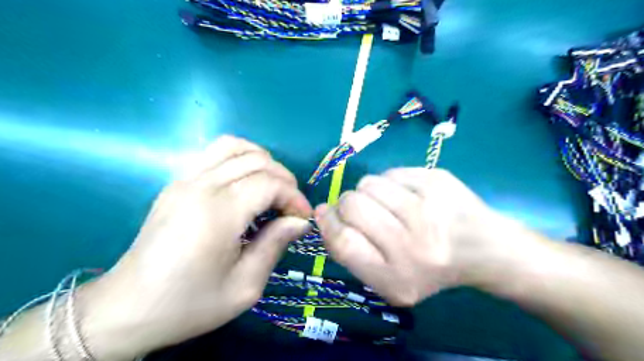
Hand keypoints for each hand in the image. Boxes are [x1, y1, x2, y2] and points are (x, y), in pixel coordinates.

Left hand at [81, 135, 311, 359]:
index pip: (269, 183)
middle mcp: (200, 186)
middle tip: (290, 207)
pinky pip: (214, 153)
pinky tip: (246, 182)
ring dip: (262, 161)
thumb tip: (300, 221)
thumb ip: (275, 245)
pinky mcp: (176, 182)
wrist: (128, 309)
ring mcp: (184, 180)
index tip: (303, 218)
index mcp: (218, 213)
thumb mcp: (245, 286)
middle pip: (256, 161)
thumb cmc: (190, 303)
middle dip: (284, 179)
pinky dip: (239, 158)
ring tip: (272, 187)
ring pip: (234, 146)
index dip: (294, 197)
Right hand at [317, 169, 507, 306]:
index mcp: (397, 279)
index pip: (343, 242)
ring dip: (369, 192)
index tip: (327, 215)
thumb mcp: (386, 279)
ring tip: (388, 204)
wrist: (485, 250)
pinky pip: (391, 172)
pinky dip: (391, 183)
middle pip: (352, 206)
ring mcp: (429, 209)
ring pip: (369, 183)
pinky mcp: (438, 181)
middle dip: (347, 205)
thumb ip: (350, 252)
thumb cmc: (427, 268)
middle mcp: (413, 246)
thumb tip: (322, 212)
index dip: (328, 224)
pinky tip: (409, 196)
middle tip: (362, 211)